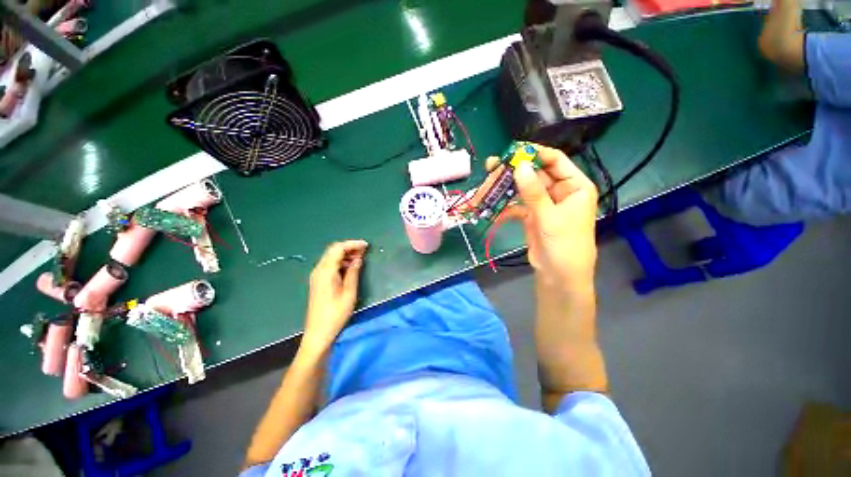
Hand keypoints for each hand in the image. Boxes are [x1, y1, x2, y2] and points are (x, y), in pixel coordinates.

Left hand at [302, 240, 368, 352]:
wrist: (318, 332)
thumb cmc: (336, 314)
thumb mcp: (349, 293)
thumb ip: (353, 273)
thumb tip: (358, 259)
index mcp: (326, 271)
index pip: (338, 248)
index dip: (352, 244)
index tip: (366, 245)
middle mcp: (319, 270)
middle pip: (333, 250)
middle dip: (349, 247)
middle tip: (364, 250)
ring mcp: (317, 275)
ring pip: (331, 257)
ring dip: (345, 254)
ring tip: (360, 258)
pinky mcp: (318, 281)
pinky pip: (330, 265)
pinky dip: (341, 262)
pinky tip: (350, 267)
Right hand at [487, 145, 597, 287]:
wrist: (558, 276)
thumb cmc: (564, 245)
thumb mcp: (549, 217)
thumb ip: (534, 192)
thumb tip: (519, 166)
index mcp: (575, 186)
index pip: (555, 160)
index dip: (534, 154)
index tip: (511, 151)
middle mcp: (560, 191)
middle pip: (534, 174)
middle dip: (512, 172)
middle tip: (491, 167)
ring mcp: (544, 204)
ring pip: (522, 189)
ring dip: (504, 190)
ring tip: (484, 188)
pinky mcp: (532, 215)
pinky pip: (517, 205)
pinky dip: (504, 208)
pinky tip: (491, 211)